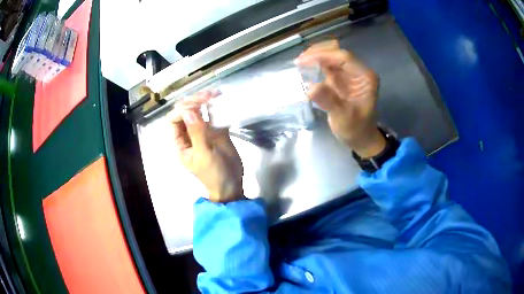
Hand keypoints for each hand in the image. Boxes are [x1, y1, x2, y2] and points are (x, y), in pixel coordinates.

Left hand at [168, 91, 243, 202]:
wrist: (232, 185)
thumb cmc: (214, 174)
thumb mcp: (204, 156)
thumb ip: (197, 134)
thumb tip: (189, 112)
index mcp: (180, 144)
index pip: (173, 121)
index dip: (181, 110)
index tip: (196, 106)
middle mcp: (188, 135)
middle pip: (184, 113)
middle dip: (193, 102)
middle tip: (207, 95)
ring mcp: (202, 132)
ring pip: (197, 112)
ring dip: (203, 101)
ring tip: (214, 94)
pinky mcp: (215, 131)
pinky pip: (211, 116)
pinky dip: (214, 107)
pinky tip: (219, 100)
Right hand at [295, 40, 385, 157]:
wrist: (361, 138)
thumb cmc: (356, 129)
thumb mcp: (343, 118)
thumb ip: (329, 101)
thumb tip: (311, 87)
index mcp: (365, 77)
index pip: (344, 58)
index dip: (323, 55)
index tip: (303, 61)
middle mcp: (358, 71)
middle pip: (337, 52)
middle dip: (318, 53)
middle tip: (299, 61)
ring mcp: (349, 73)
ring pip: (331, 56)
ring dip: (315, 57)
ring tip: (299, 64)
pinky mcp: (341, 78)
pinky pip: (327, 65)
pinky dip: (315, 65)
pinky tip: (304, 69)